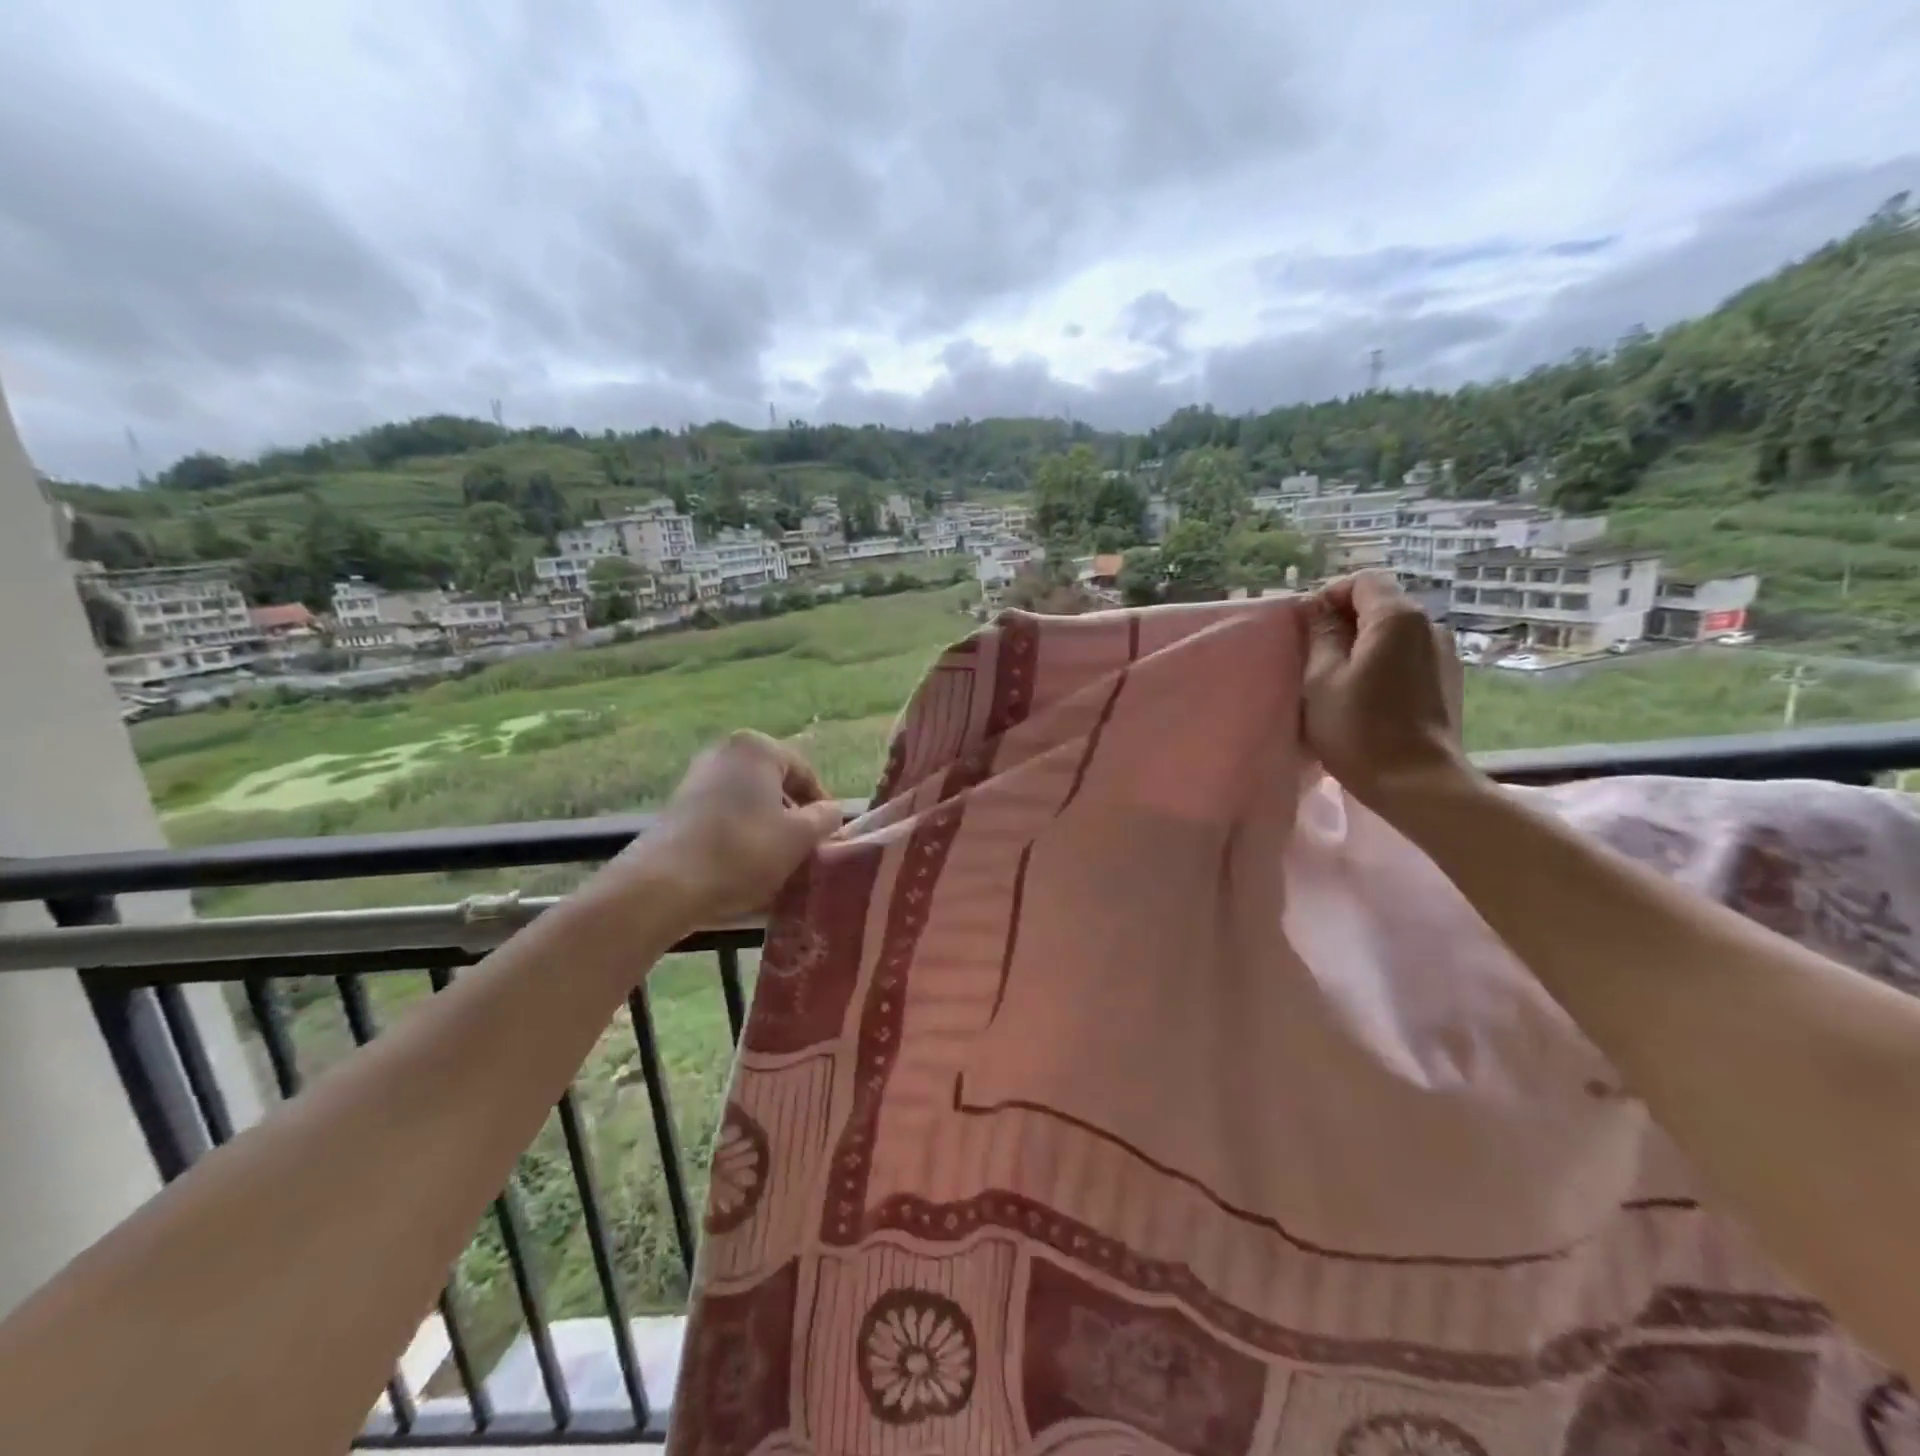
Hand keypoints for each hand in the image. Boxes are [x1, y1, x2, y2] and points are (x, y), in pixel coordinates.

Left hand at [596, 731, 845, 929]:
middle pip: (774, 785)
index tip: (829, 837)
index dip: (822, 806)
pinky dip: (739, 834)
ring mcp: (697, 777)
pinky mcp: (678, 806)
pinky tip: (743, 865)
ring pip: (748, 801)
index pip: (805, 773)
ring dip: (766, 827)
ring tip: (776, 862)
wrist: (665, 883)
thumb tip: (830, 812)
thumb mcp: (799, 837)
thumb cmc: (743, 851)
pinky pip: (723, 815)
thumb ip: (825, 818)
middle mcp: (725, 752)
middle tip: (805, 849)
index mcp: (757, 748)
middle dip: (792, 816)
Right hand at [1303, 571, 1469, 808]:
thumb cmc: (1359, 729)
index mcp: (1397, 618)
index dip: (1329, 596)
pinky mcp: (1448, 681)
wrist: (1418, 783)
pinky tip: (1366, 696)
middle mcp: (1429, 626)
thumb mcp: (1321, 679)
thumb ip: (1321, 636)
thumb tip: (1319, 610)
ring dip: (1363, 645)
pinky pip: (1408, 656)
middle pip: (1380, 604)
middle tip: (1314, 657)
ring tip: (1338, 680)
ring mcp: (1444, 654)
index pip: (1362, 581)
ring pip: (1394, 632)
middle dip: (1344, 621)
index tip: (1306, 629)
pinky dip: (1383, 664)